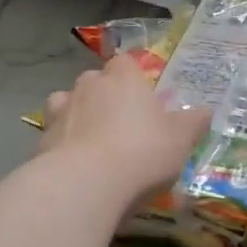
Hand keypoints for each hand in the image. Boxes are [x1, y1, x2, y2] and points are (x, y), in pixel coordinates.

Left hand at [40, 53, 209, 202]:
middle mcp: (89, 86)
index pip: (125, 62)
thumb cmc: (142, 152)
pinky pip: (55, 136)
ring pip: (67, 104)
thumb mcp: (181, 139)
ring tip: (93, 142)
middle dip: (104, 95)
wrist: (85, 184)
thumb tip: (204, 111)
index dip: (133, 76)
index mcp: (123, 78)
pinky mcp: (41, 141)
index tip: (143, 96)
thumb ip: (193, 122)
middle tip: (122, 123)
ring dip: (78, 116)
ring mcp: (61, 112)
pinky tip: (76, 167)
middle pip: (95, 81)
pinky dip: (64, 146)